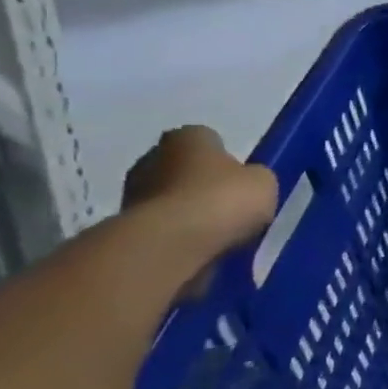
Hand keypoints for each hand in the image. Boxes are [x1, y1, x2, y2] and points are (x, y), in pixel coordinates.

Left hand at [122, 127, 277, 291]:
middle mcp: (153, 156)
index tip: (240, 184)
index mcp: (189, 136)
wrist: (170, 245)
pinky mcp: (124, 227)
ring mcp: (132, 192)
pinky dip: (175, 237)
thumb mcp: (263, 183)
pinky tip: (196, 251)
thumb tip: (245, 186)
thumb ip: (254, 179)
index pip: (210, 142)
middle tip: (228, 210)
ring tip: (214, 237)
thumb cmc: (222, 200)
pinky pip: (160, 228)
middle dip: (202, 187)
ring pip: (170, 200)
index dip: (227, 163)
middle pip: (185, 170)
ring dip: (186, 214)